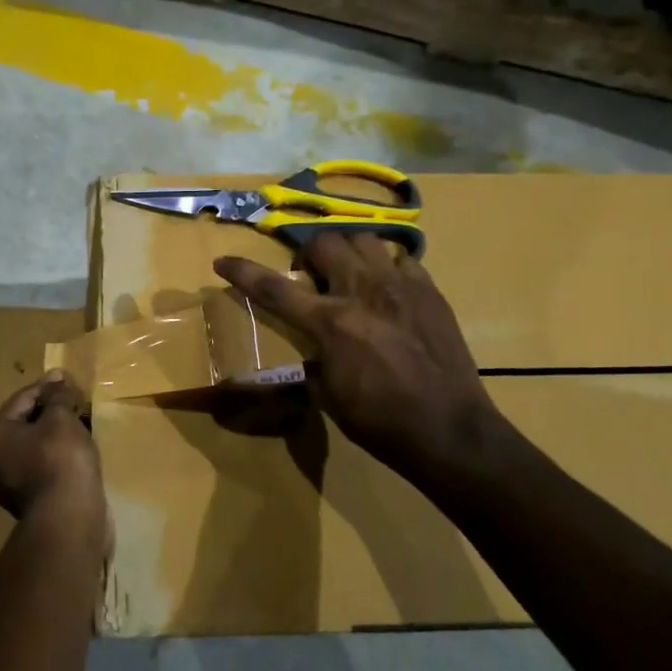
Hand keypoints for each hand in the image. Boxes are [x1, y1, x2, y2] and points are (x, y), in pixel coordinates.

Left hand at [0, 371, 107, 537]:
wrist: (69, 520)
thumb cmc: (59, 459)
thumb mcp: (61, 418)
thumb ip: (58, 396)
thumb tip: (57, 382)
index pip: (20, 399)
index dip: (46, 385)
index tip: (67, 377)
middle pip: (24, 424)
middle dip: (50, 410)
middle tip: (75, 399)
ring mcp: (9, 487)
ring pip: (34, 448)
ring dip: (55, 433)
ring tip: (81, 422)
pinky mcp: (30, 503)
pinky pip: (43, 467)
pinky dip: (58, 455)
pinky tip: (79, 449)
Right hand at [215, 234, 504, 478]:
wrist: (449, 431)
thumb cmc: (379, 421)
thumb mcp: (327, 395)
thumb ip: (312, 359)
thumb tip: (308, 349)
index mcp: (330, 323)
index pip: (274, 288)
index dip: (243, 271)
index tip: (222, 261)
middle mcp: (362, 292)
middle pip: (324, 243)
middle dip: (308, 254)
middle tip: (311, 279)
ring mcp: (400, 287)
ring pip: (364, 239)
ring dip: (348, 253)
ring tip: (350, 277)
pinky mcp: (430, 292)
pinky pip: (403, 259)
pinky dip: (387, 267)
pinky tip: (388, 290)